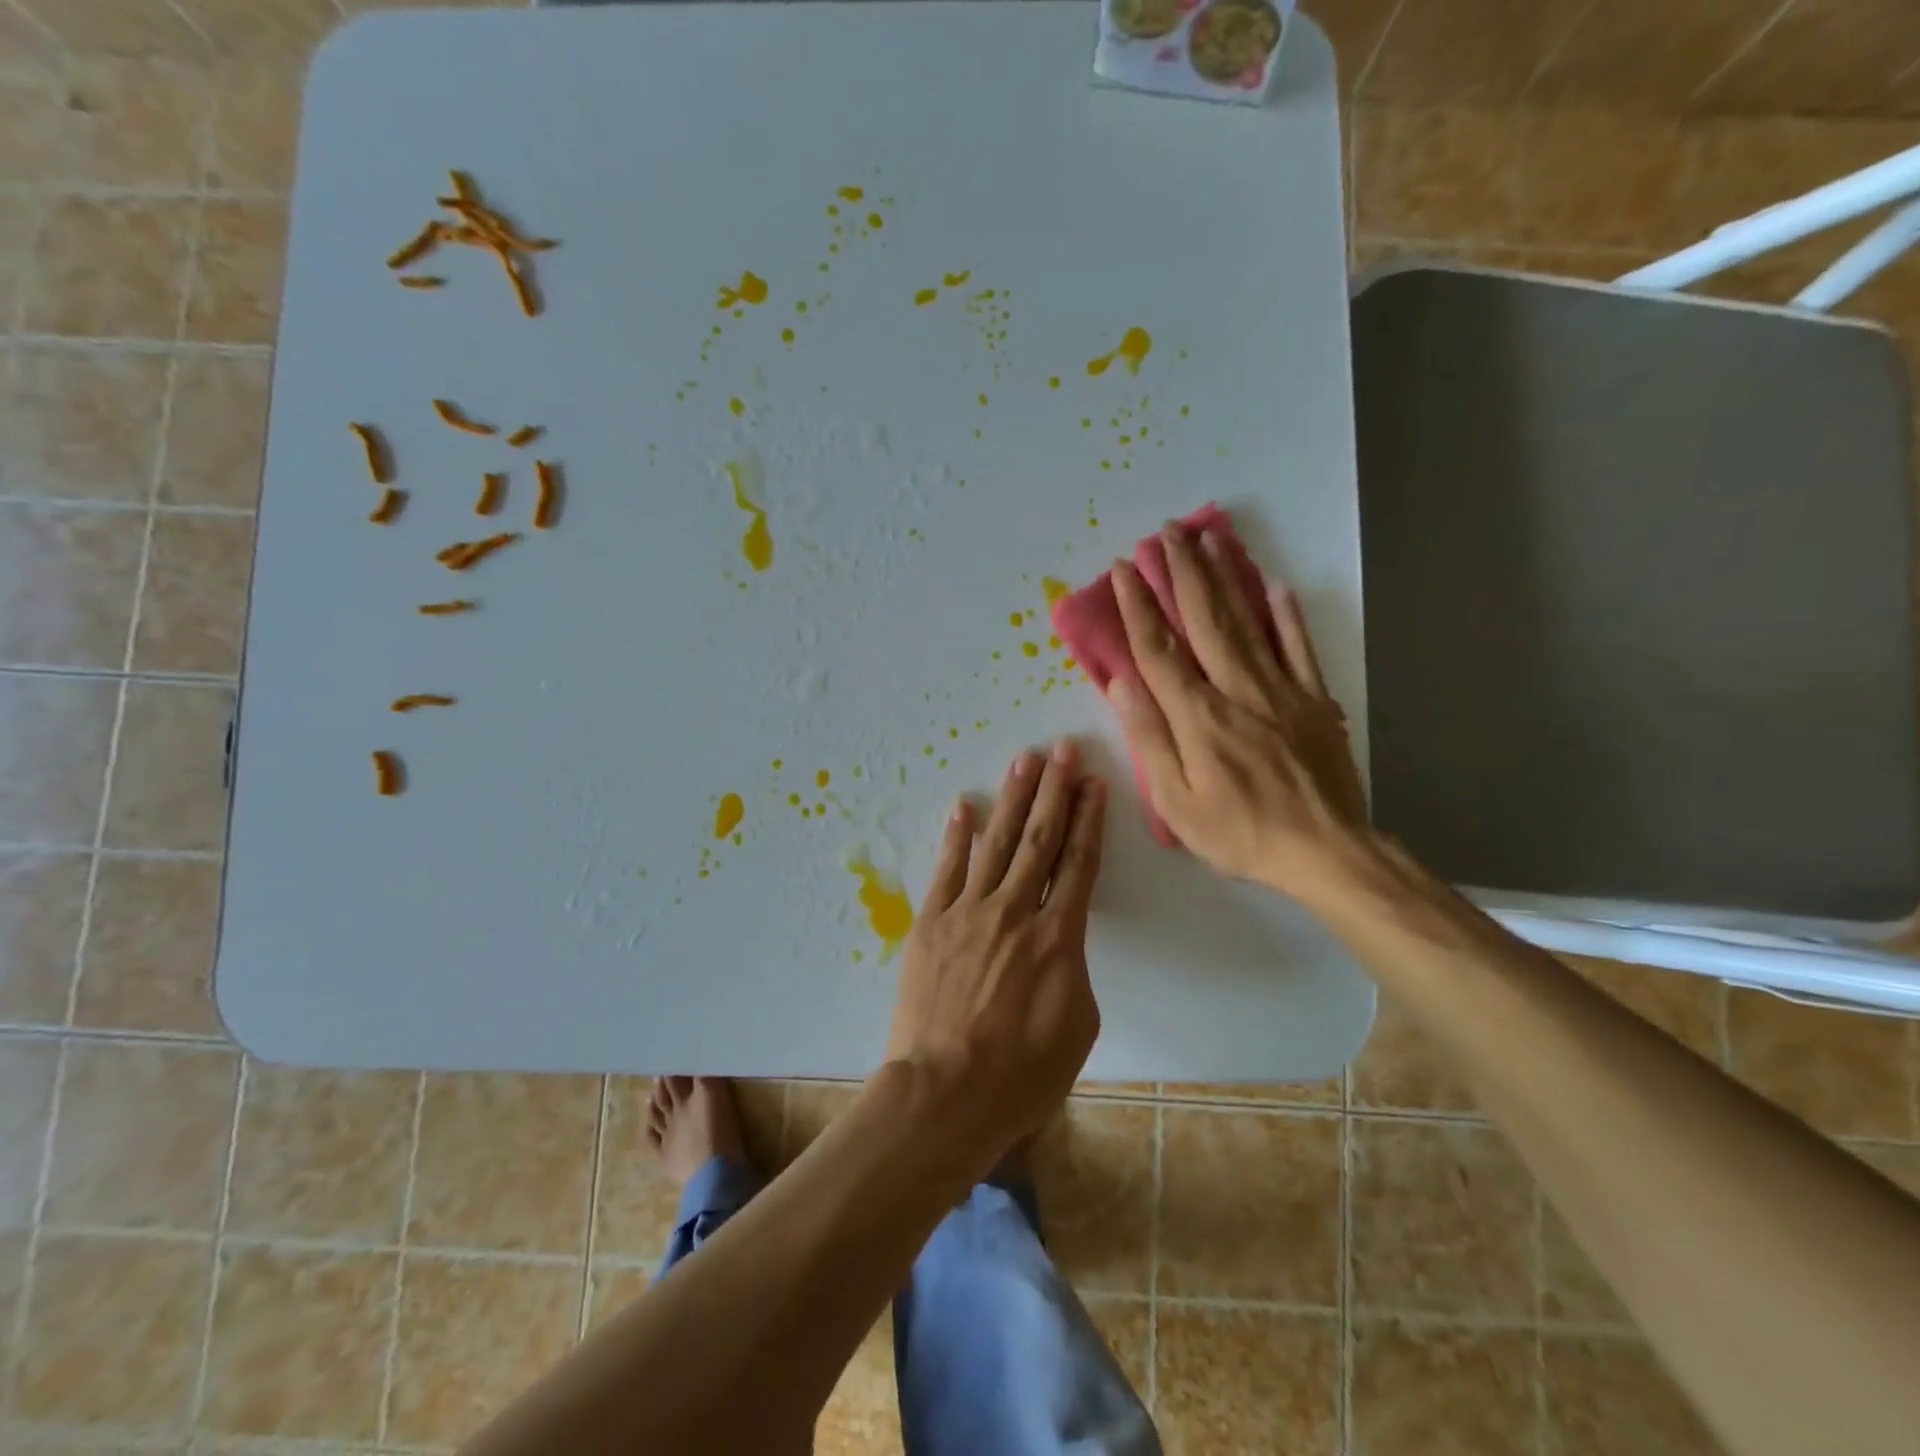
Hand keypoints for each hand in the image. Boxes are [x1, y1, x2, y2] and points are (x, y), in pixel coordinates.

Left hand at [882, 742, 1106, 1158]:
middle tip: (1062, 749)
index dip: (1088, 821)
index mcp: (1058, 937)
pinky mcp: (931, 923)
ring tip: (1024, 761)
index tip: (1093, 783)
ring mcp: (968, 912)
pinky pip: (947, 869)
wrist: (944, 1094)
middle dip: (1054, 792)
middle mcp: (1015, 911)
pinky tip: (964, 805)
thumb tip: (1058, 941)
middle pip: (1039, 840)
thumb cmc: (1021, 1075)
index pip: (1079, 865)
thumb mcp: (1076, 1027)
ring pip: (996, 843)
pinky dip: (956, 836)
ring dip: (1012, 799)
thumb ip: (1071, 969)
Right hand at [1106, 523, 1368, 898]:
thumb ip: (1149, 737)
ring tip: (1209, 538)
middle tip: (1166, 532)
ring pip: (1248, 622)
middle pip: (1205, 620)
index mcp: (1198, 716)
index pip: (1159, 650)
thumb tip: (1121, 683)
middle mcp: (1237, 689)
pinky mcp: (1314, 700)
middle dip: (1182, 572)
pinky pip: (1298, 647)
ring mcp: (1281, 689)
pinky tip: (1274, 585)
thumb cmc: (1239, 831)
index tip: (1123, 569)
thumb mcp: (1176, 801)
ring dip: (1226, 577)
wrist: (1325, 851)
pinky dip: (1286, 615)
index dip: (1138, 606)